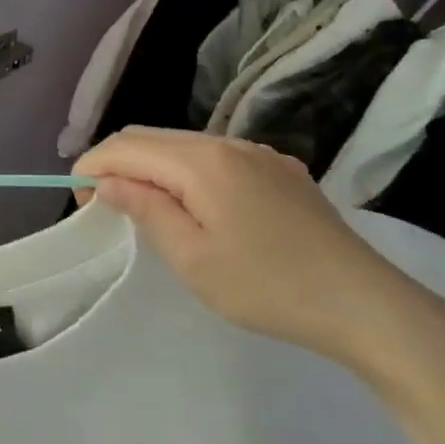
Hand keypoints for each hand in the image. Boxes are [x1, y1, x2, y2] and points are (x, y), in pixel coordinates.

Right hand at [75, 129, 444, 387]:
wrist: (367, 305)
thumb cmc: (268, 287)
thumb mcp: (193, 258)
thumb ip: (145, 210)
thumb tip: (107, 182)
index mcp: (202, 161)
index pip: (127, 146)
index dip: (92, 166)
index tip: (77, 201)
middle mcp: (229, 143)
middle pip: (153, 138)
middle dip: (117, 163)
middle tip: (101, 206)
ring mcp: (260, 154)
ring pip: (184, 146)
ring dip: (152, 168)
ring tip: (143, 208)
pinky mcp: (282, 171)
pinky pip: (217, 158)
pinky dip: (187, 173)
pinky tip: (196, 208)